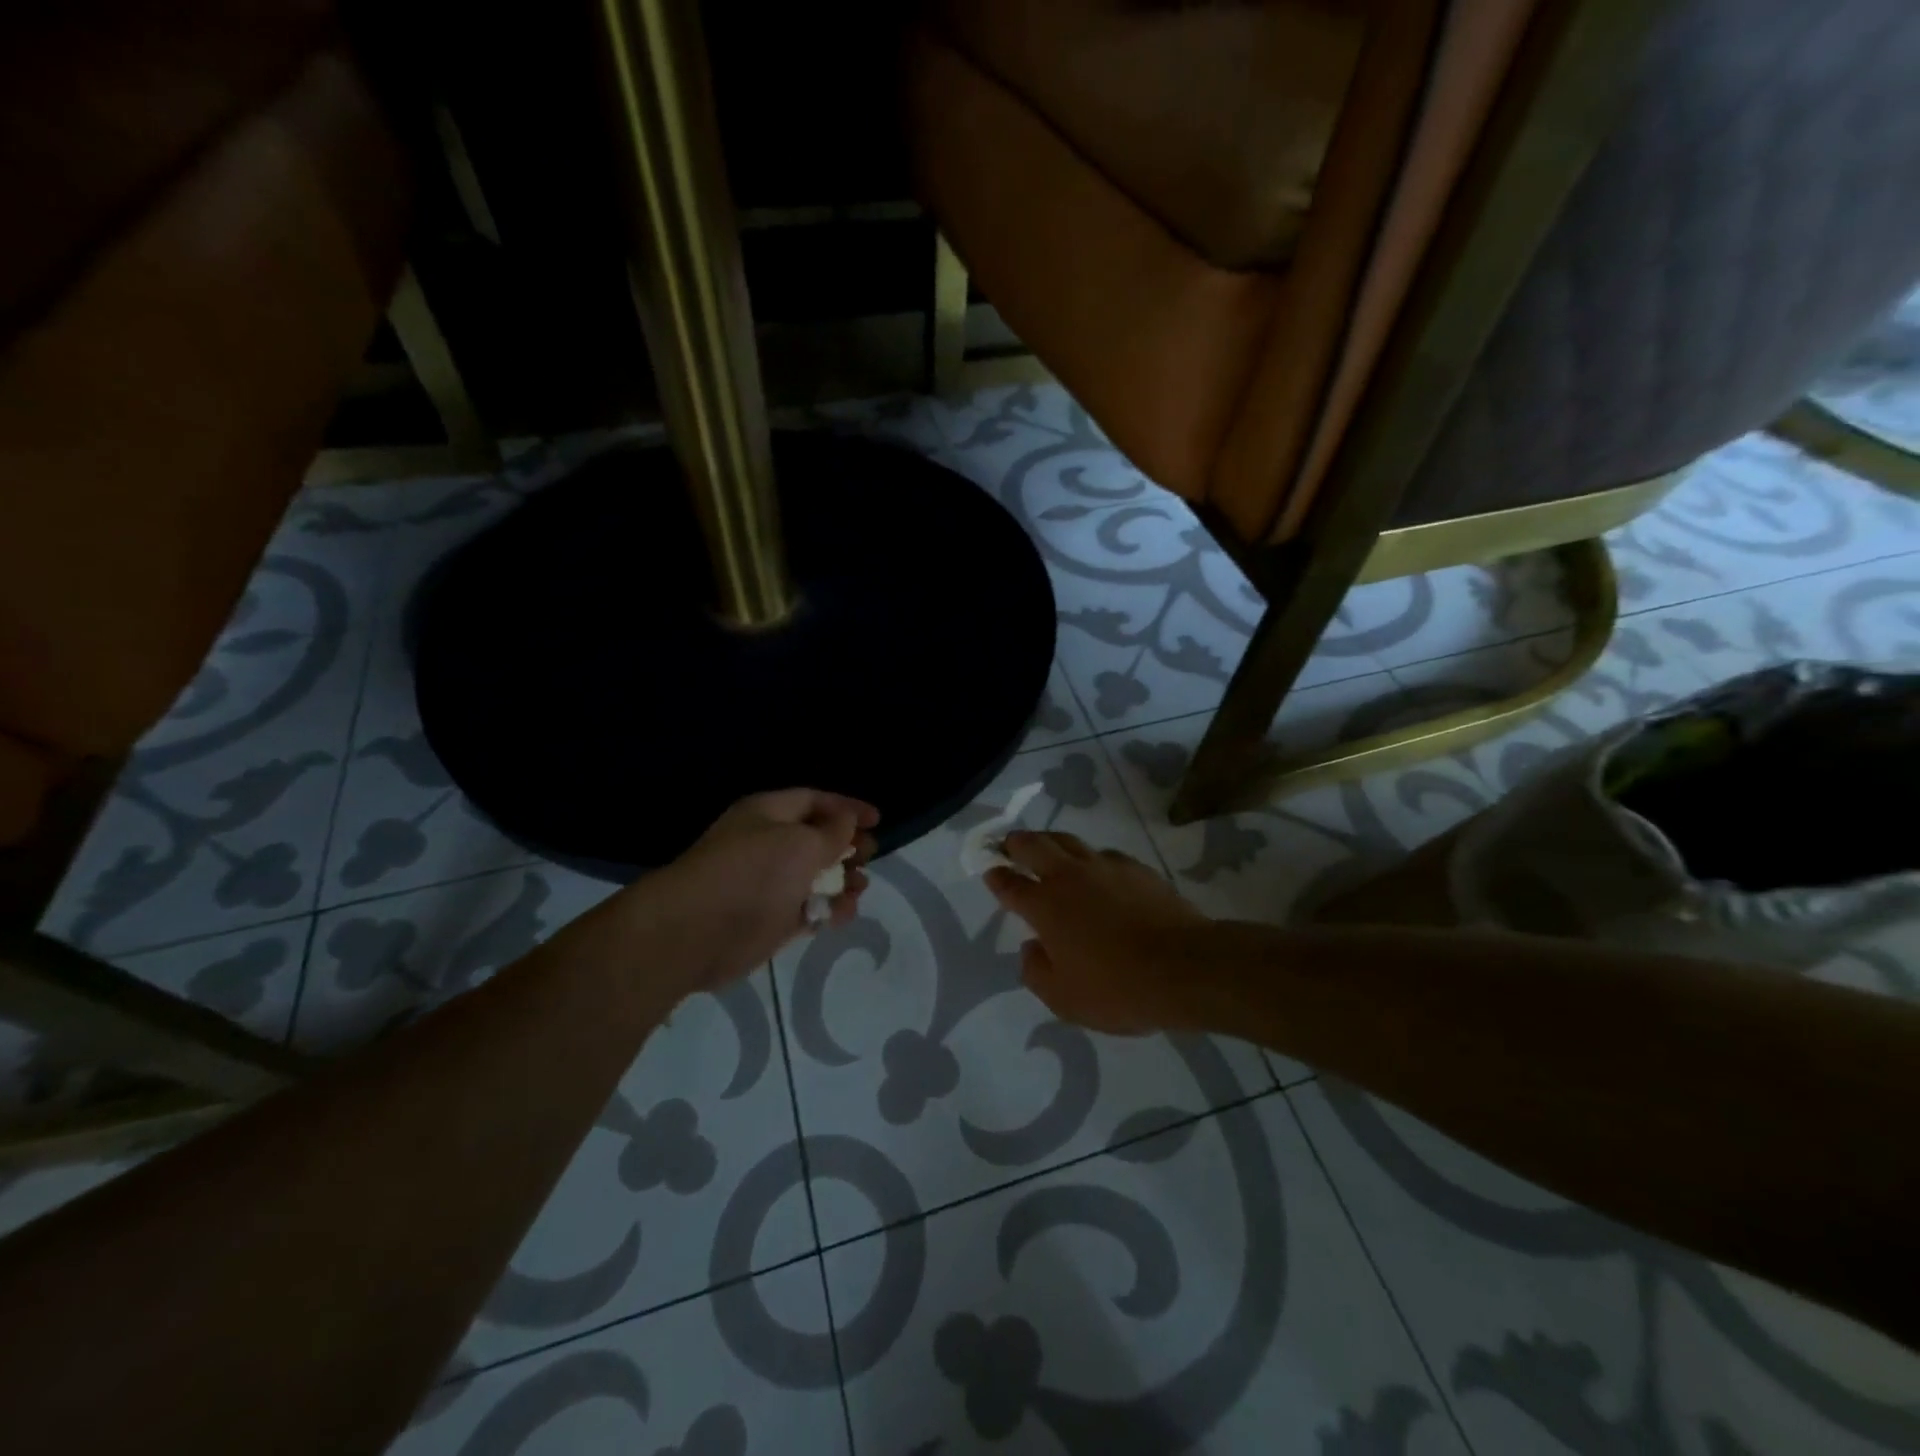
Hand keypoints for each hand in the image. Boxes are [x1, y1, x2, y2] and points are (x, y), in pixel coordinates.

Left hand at [606, 789, 878, 999]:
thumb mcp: (801, 843)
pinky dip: (828, 909)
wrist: (697, 931)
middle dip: (847, 845)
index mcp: (769, 814)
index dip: (847, 807)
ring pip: (816, 876)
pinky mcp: (771, 919)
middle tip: (870, 855)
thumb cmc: (753, 873)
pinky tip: (843, 913)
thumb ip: (832, 832)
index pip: (815, 801)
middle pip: (817, 839)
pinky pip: (808, 909)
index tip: (877, 820)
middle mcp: (768, 844)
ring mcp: (769, 884)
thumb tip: (847, 821)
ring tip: (860, 886)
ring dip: (842, 880)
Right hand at [985, 832, 1208, 1034]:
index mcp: (1045, 906)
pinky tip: (1097, 870)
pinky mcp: (1136, 868)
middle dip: (1016, 842)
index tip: (990, 871)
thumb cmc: (1117, 988)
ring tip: (1046, 847)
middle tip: (1008, 844)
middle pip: (1034, 845)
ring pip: (1069, 840)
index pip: (1011, 884)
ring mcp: (1105, 867)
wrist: (1184, 968)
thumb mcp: (1064, 999)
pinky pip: (1104, 855)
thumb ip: (1037, 971)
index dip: (996, 876)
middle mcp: (1070, 877)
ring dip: (1051, 841)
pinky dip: (1091, 859)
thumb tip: (1031, 947)